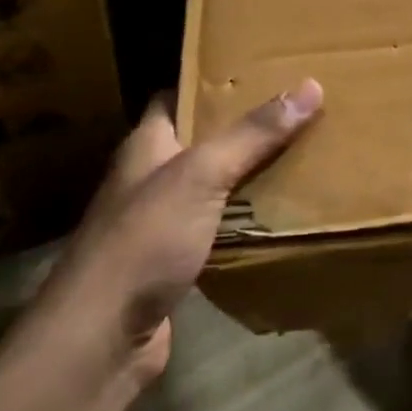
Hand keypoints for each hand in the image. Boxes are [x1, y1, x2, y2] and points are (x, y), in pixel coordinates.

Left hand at [53, 78, 322, 378]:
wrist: (101, 338)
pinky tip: (280, 216)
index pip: (175, 97)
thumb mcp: (202, 176)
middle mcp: (149, 178)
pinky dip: (245, 219)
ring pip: (211, 186)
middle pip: (200, 141)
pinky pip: (217, 227)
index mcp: (146, 146)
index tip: (260, 72)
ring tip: (300, 156)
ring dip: (248, 175)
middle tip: (296, 112)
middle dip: (244, 128)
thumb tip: (310, 86)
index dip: (211, 82)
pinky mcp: (173, 261)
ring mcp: (158, 223)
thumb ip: (253, 134)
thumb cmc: (145, 241)